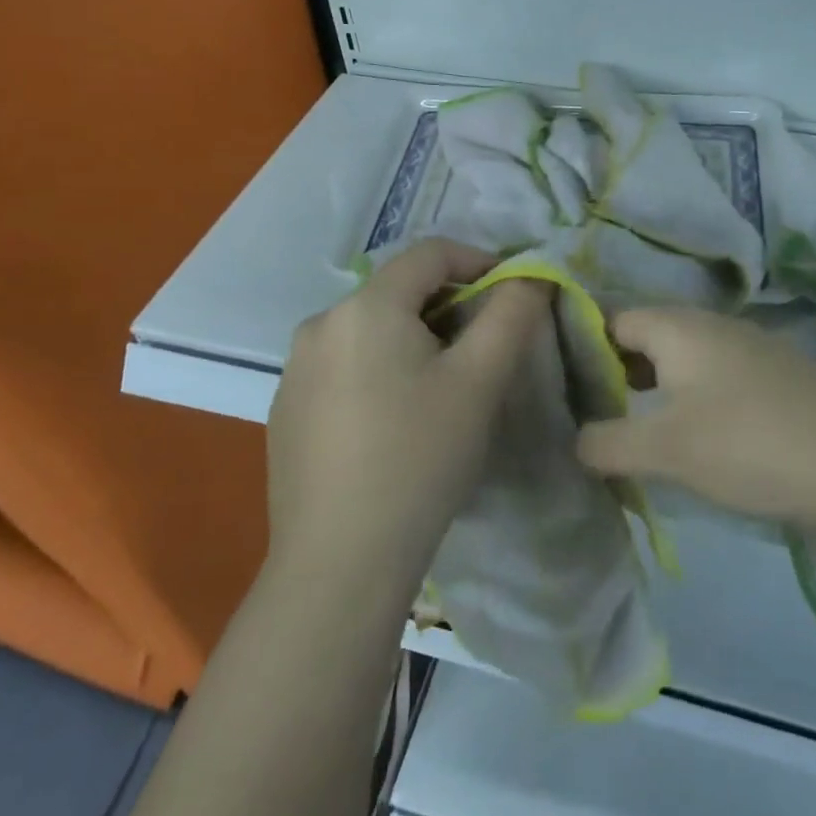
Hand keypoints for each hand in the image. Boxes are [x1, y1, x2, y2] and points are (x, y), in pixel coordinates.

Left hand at [266, 240, 550, 586]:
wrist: (340, 562)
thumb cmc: (419, 458)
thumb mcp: (480, 381)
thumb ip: (512, 314)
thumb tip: (530, 277)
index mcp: (365, 307)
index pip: (430, 253)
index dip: (479, 262)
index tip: (513, 296)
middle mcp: (320, 324)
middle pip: (398, 292)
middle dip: (449, 309)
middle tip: (483, 353)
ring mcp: (295, 369)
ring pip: (371, 331)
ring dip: (414, 341)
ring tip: (442, 392)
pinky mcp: (286, 409)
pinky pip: (344, 367)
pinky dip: (380, 372)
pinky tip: (395, 424)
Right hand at [578, 307, 815, 547]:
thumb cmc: (749, 445)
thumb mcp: (665, 450)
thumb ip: (607, 443)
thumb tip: (577, 441)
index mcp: (681, 328)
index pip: (614, 318)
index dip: (584, 347)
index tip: (566, 387)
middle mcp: (716, 325)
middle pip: (650, 335)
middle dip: (620, 370)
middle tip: (598, 412)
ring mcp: (755, 348)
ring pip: (687, 356)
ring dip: (659, 385)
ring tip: (642, 427)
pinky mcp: (783, 377)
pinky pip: (720, 375)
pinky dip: (696, 396)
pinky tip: (702, 434)